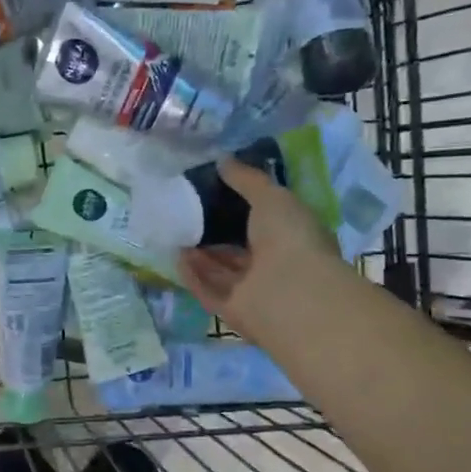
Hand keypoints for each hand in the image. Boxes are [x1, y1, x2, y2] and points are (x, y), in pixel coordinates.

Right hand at [177, 159, 343, 340]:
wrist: (289, 293)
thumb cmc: (289, 238)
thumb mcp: (271, 197)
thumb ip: (247, 180)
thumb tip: (223, 160)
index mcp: (294, 238)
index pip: (268, 222)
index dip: (244, 208)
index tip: (217, 192)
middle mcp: (276, 266)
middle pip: (241, 249)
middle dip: (217, 233)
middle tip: (189, 212)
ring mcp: (254, 291)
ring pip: (223, 271)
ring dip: (201, 255)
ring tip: (176, 231)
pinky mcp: (231, 310)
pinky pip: (208, 290)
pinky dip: (194, 275)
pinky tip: (176, 257)